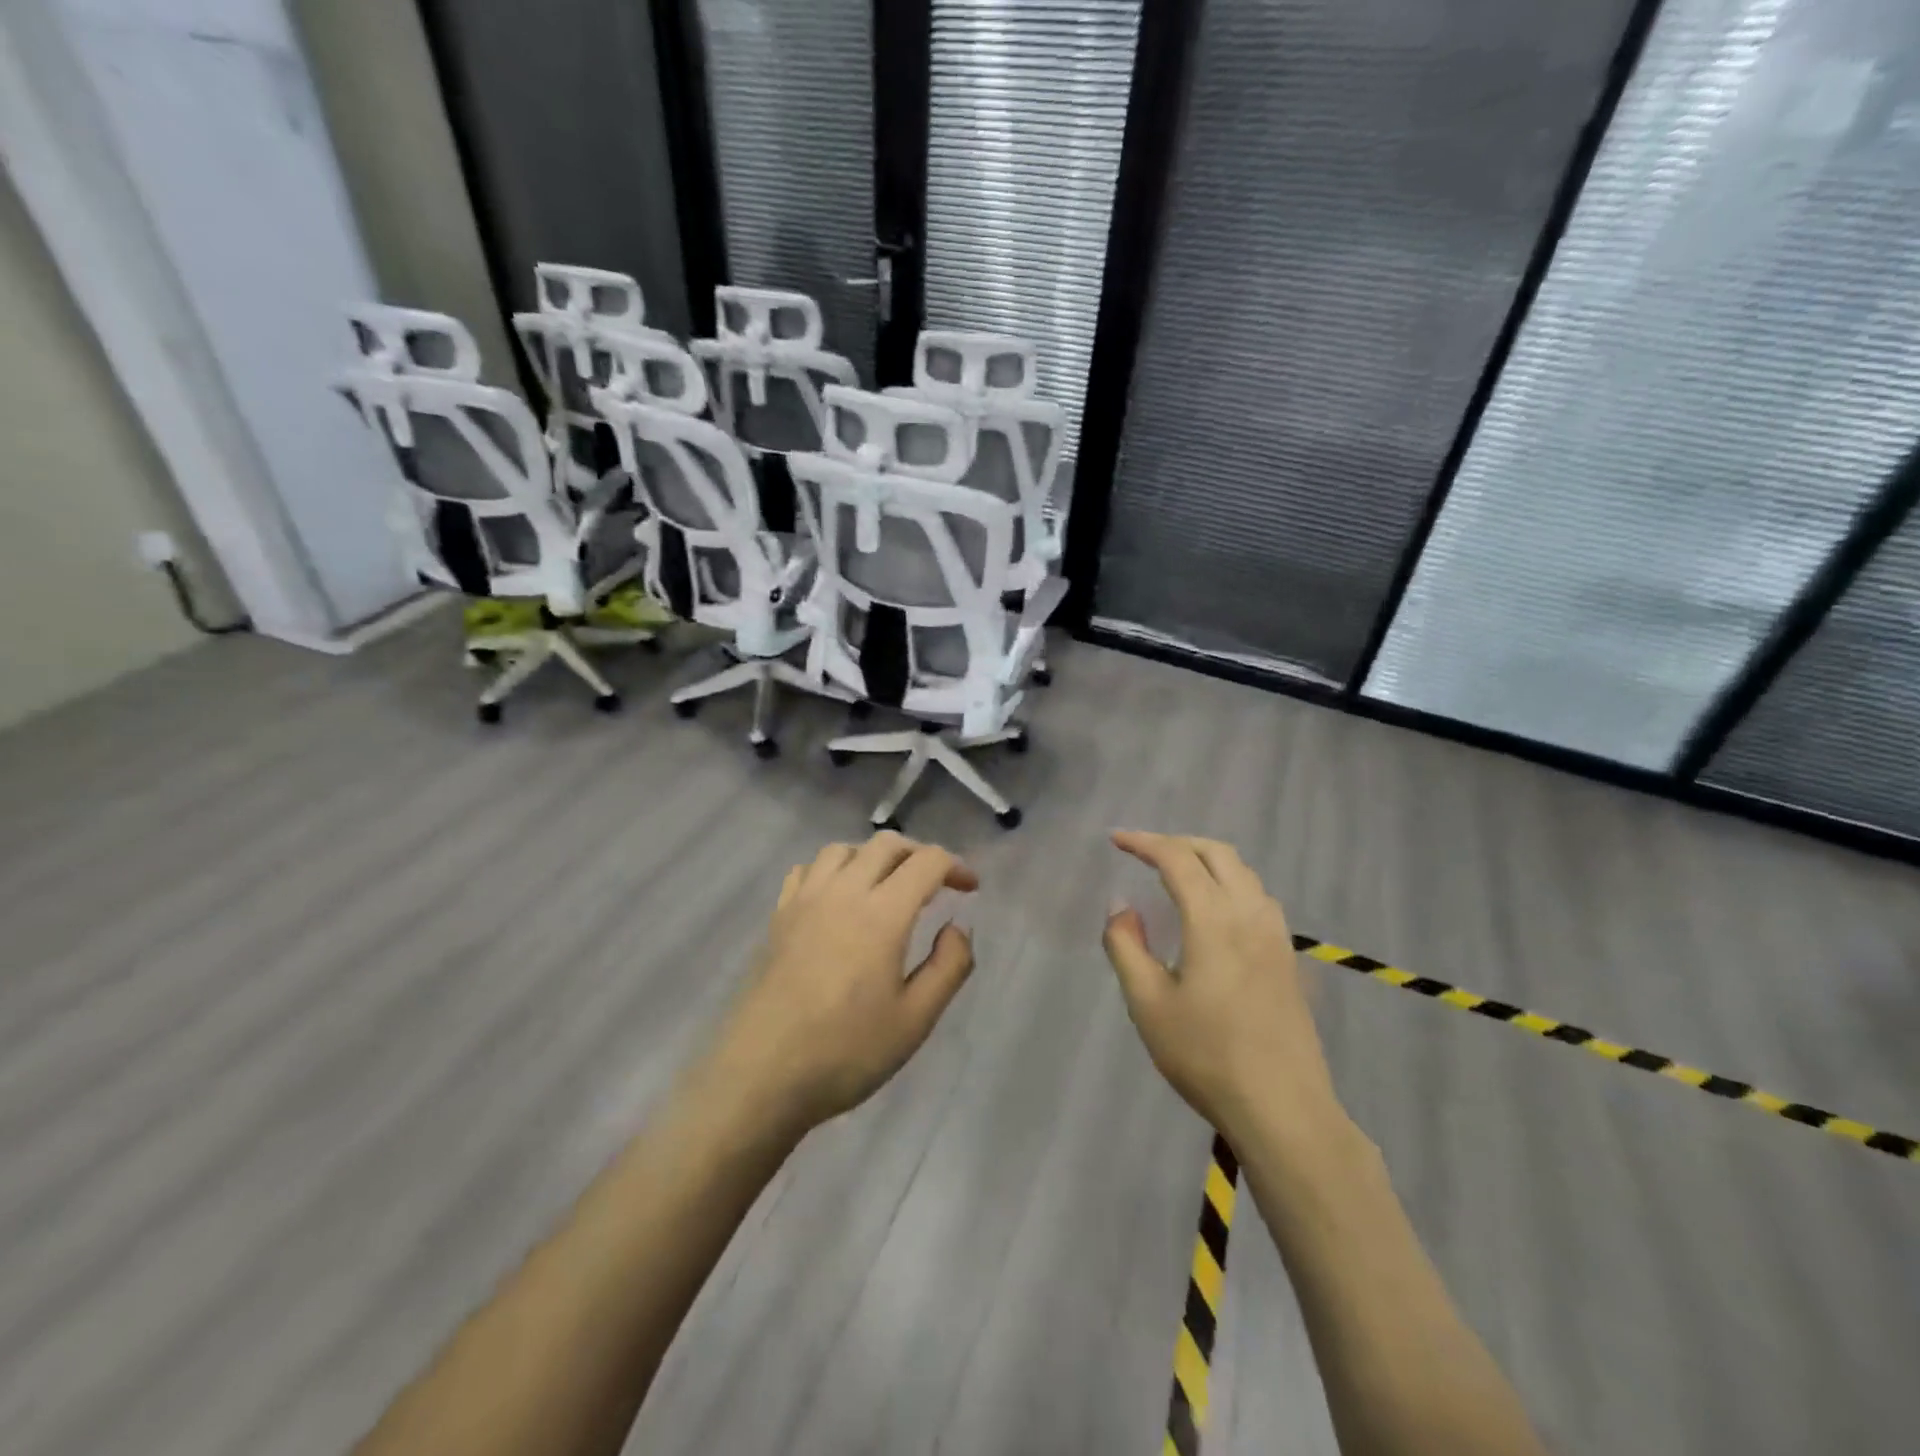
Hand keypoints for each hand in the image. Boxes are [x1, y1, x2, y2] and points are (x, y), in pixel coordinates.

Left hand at [708, 832, 977, 1137]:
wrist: (761, 1075)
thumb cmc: (846, 1052)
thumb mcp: (915, 1020)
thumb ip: (949, 966)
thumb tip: (957, 927)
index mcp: (882, 914)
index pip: (926, 862)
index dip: (955, 866)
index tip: (970, 889)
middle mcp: (843, 892)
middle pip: (886, 844)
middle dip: (919, 853)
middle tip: (937, 882)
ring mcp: (804, 900)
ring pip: (844, 849)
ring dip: (874, 856)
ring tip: (888, 885)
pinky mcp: (778, 916)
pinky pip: (807, 869)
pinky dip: (833, 869)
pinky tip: (838, 897)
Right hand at [1102, 831, 1341, 1146]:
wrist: (1282, 1108)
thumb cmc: (1206, 1055)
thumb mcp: (1147, 1003)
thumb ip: (1126, 946)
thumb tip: (1122, 907)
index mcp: (1213, 918)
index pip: (1177, 858)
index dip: (1144, 842)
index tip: (1115, 840)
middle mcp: (1250, 913)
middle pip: (1217, 853)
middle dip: (1177, 842)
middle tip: (1144, 852)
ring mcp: (1276, 935)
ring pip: (1243, 872)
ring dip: (1207, 860)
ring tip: (1176, 874)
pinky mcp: (1288, 957)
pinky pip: (1258, 896)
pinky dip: (1230, 882)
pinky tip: (1215, 910)